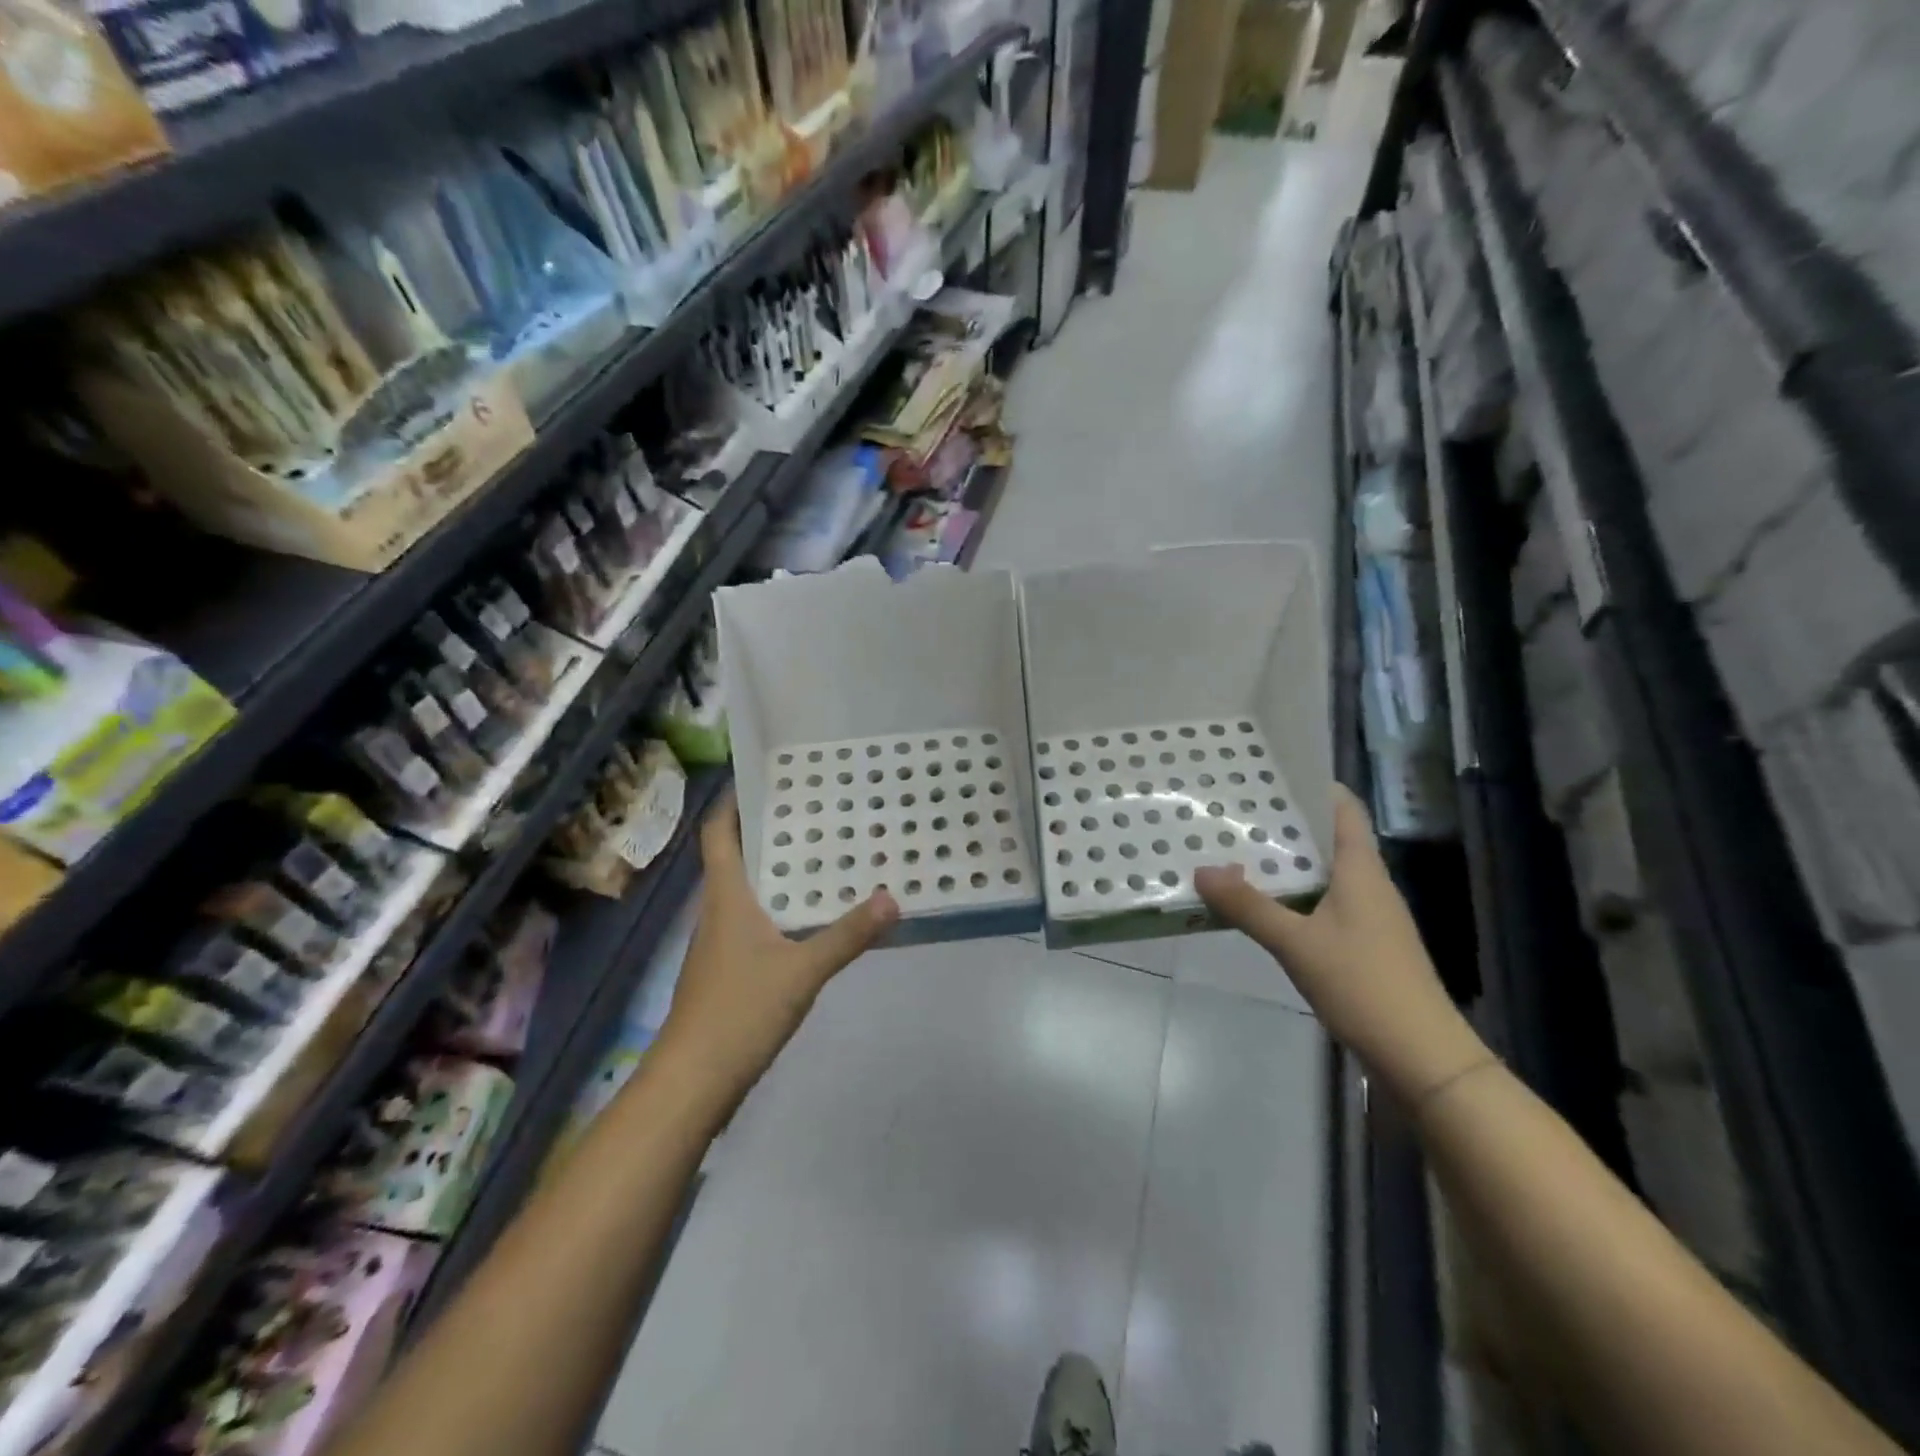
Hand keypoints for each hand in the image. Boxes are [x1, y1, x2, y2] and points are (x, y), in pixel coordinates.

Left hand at [659, 794, 897, 1096]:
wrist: (693, 1081)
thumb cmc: (739, 1011)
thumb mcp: (803, 970)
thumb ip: (848, 935)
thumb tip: (893, 897)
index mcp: (726, 897)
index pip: (718, 834)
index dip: (731, 802)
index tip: (758, 774)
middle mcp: (717, 911)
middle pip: (733, 856)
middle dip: (764, 829)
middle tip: (809, 806)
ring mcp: (719, 943)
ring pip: (744, 889)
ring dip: (771, 867)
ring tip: (816, 850)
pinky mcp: (727, 970)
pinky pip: (752, 919)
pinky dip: (776, 904)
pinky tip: (806, 913)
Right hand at [1194, 785, 1487, 1105]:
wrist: (1421, 1056)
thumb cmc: (1363, 985)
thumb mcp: (1297, 944)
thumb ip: (1249, 907)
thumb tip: (1202, 870)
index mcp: (1362, 871)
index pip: (1344, 809)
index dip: (1314, 785)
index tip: (1270, 773)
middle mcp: (1369, 885)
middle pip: (1329, 838)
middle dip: (1287, 823)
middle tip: (1237, 811)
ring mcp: (1369, 917)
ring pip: (1325, 873)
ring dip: (1288, 862)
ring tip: (1239, 851)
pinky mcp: (1364, 946)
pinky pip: (1324, 904)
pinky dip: (1294, 895)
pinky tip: (1264, 905)